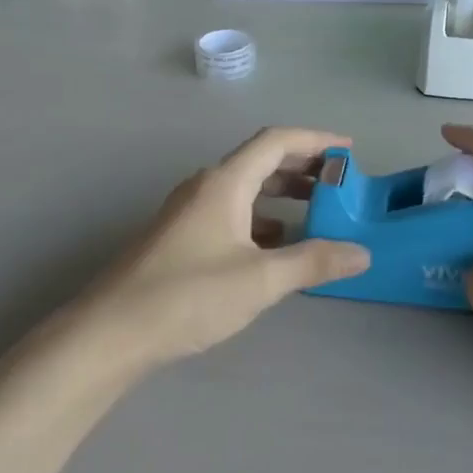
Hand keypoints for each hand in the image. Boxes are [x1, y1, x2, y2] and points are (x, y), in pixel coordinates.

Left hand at [73, 128, 370, 363]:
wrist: (110, 332)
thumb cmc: (188, 295)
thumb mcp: (260, 280)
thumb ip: (313, 262)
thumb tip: (362, 253)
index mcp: (224, 182)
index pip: (276, 141)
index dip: (316, 140)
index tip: (350, 152)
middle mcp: (205, 187)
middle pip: (261, 162)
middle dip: (303, 169)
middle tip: (339, 186)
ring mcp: (188, 212)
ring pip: (245, 190)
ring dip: (282, 197)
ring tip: (316, 216)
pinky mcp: (180, 238)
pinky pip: (231, 214)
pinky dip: (261, 222)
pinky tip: (277, 250)